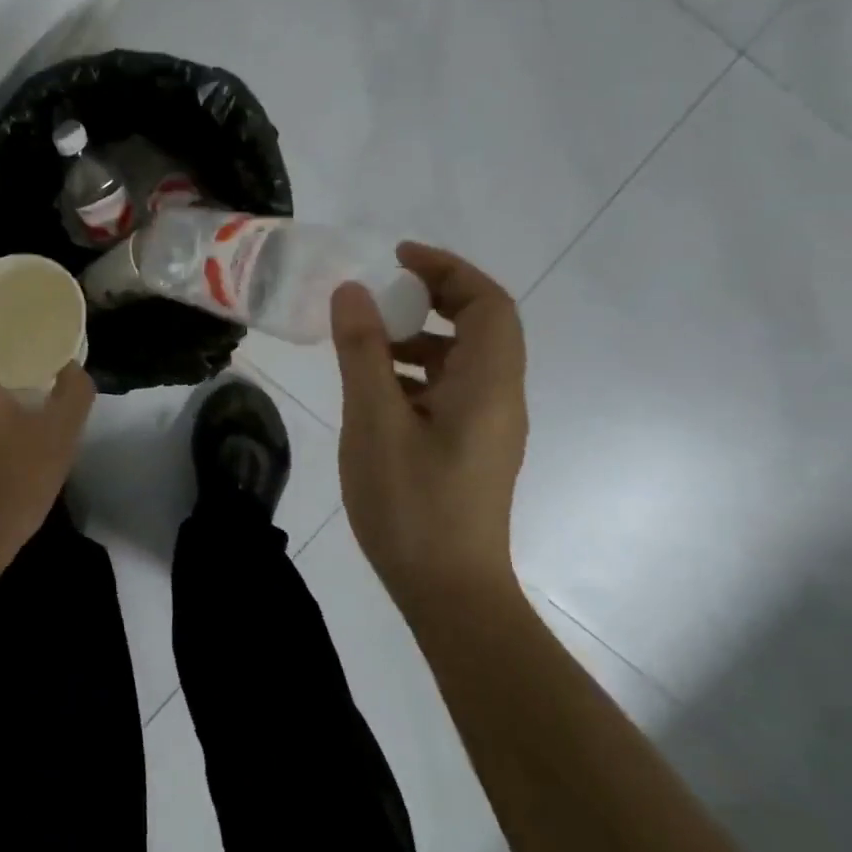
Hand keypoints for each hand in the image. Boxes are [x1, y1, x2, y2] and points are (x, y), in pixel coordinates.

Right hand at [331, 243, 528, 617]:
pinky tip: (372, 388)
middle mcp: (499, 398)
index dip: (447, 270)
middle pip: (479, 326)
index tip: (397, 258)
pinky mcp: (469, 448)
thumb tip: (353, 290)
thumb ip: (363, 351)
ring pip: (461, 359)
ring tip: (364, 341)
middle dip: (432, 298)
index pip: (487, 303)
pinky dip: (414, 372)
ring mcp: (487, 426)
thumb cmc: (412, 503)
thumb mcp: (374, 420)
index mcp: (488, 384)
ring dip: (418, 337)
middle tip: (380, 292)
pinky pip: (448, 389)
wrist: (449, 592)